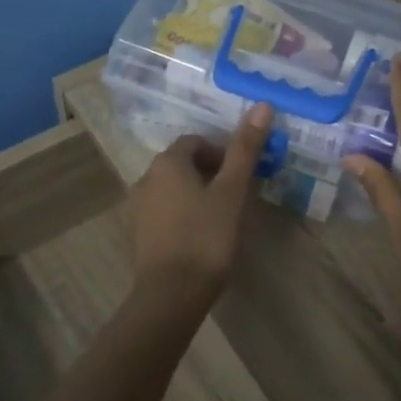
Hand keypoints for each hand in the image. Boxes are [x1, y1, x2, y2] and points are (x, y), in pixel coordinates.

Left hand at [129, 104, 272, 304]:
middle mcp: (146, 178)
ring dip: (196, 193)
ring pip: (173, 188)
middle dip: (210, 172)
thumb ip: (245, 149)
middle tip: (236, 195)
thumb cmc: (206, 237)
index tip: (240, 175)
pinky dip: (183, 214)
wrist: (171, 294)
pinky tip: (201, 235)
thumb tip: (262, 106)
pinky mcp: (139, 234)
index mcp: (167, 163)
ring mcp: (138, 208)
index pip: (195, 142)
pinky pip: (164, 211)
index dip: (221, 153)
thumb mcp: (231, 191)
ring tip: (221, 216)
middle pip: (182, 163)